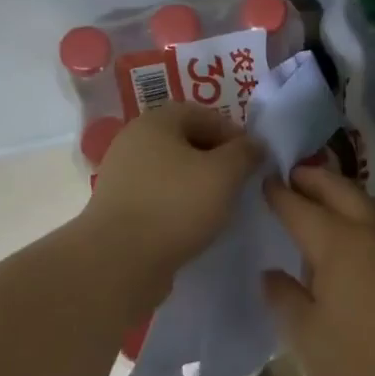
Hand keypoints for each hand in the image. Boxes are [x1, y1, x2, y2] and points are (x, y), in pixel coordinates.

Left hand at [81, 103, 262, 290]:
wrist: (119, 261)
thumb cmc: (175, 205)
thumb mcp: (224, 173)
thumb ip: (245, 153)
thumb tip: (255, 145)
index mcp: (155, 122)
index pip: (202, 113)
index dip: (232, 132)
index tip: (252, 158)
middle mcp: (134, 142)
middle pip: (185, 141)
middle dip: (216, 158)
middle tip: (240, 181)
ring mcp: (122, 176)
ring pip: (172, 170)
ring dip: (199, 183)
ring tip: (221, 204)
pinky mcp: (119, 208)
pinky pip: (159, 196)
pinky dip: (180, 204)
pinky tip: (195, 223)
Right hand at [262, 165, 374, 375]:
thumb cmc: (362, 360)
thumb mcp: (306, 337)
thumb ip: (284, 299)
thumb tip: (270, 273)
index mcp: (337, 243)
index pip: (301, 208)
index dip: (279, 194)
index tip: (264, 179)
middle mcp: (370, 232)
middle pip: (340, 191)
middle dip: (315, 178)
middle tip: (294, 173)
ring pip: (370, 201)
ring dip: (346, 190)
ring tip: (331, 196)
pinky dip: (369, 211)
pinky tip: (365, 232)